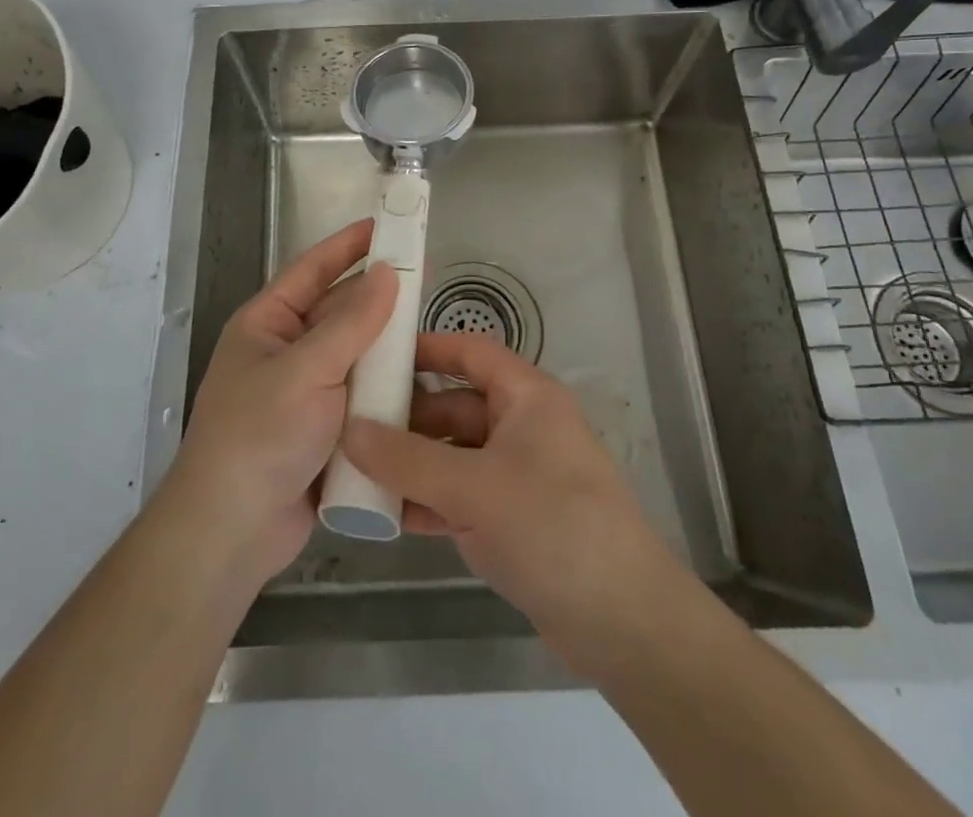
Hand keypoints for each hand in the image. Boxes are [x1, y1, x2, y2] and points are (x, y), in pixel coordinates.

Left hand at [161, 219, 397, 588]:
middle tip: (424, 280)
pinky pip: (361, 395)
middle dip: (376, 298)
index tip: (385, 225)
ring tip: (431, 330)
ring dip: (386, 346)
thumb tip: (387, 272)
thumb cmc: (260, 434)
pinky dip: (386, 388)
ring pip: (354, 356)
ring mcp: (305, 393)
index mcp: (266, 325)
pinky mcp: (324, 430)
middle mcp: (285, 351)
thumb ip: (351, 322)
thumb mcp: (306, 369)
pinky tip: (422, 383)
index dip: (347, 245)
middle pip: (337, 312)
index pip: (311, 270)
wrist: (233, 531)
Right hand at [339, 334, 679, 655]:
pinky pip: (461, 495)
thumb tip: (348, 428)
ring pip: (455, 453)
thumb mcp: (471, 487)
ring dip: (412, 463)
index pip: (469, 351)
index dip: (425, 349)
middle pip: (456, 404)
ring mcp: (519, 474)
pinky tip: (388, 515)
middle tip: (350, 424)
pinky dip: (429, 501)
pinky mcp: (515, 519)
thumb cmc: (551, 526)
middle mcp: (523, 426)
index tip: (374, 356)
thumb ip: (406, 459)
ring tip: (357, 470)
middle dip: (407, 416)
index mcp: (526, 396)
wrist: (623, 623)